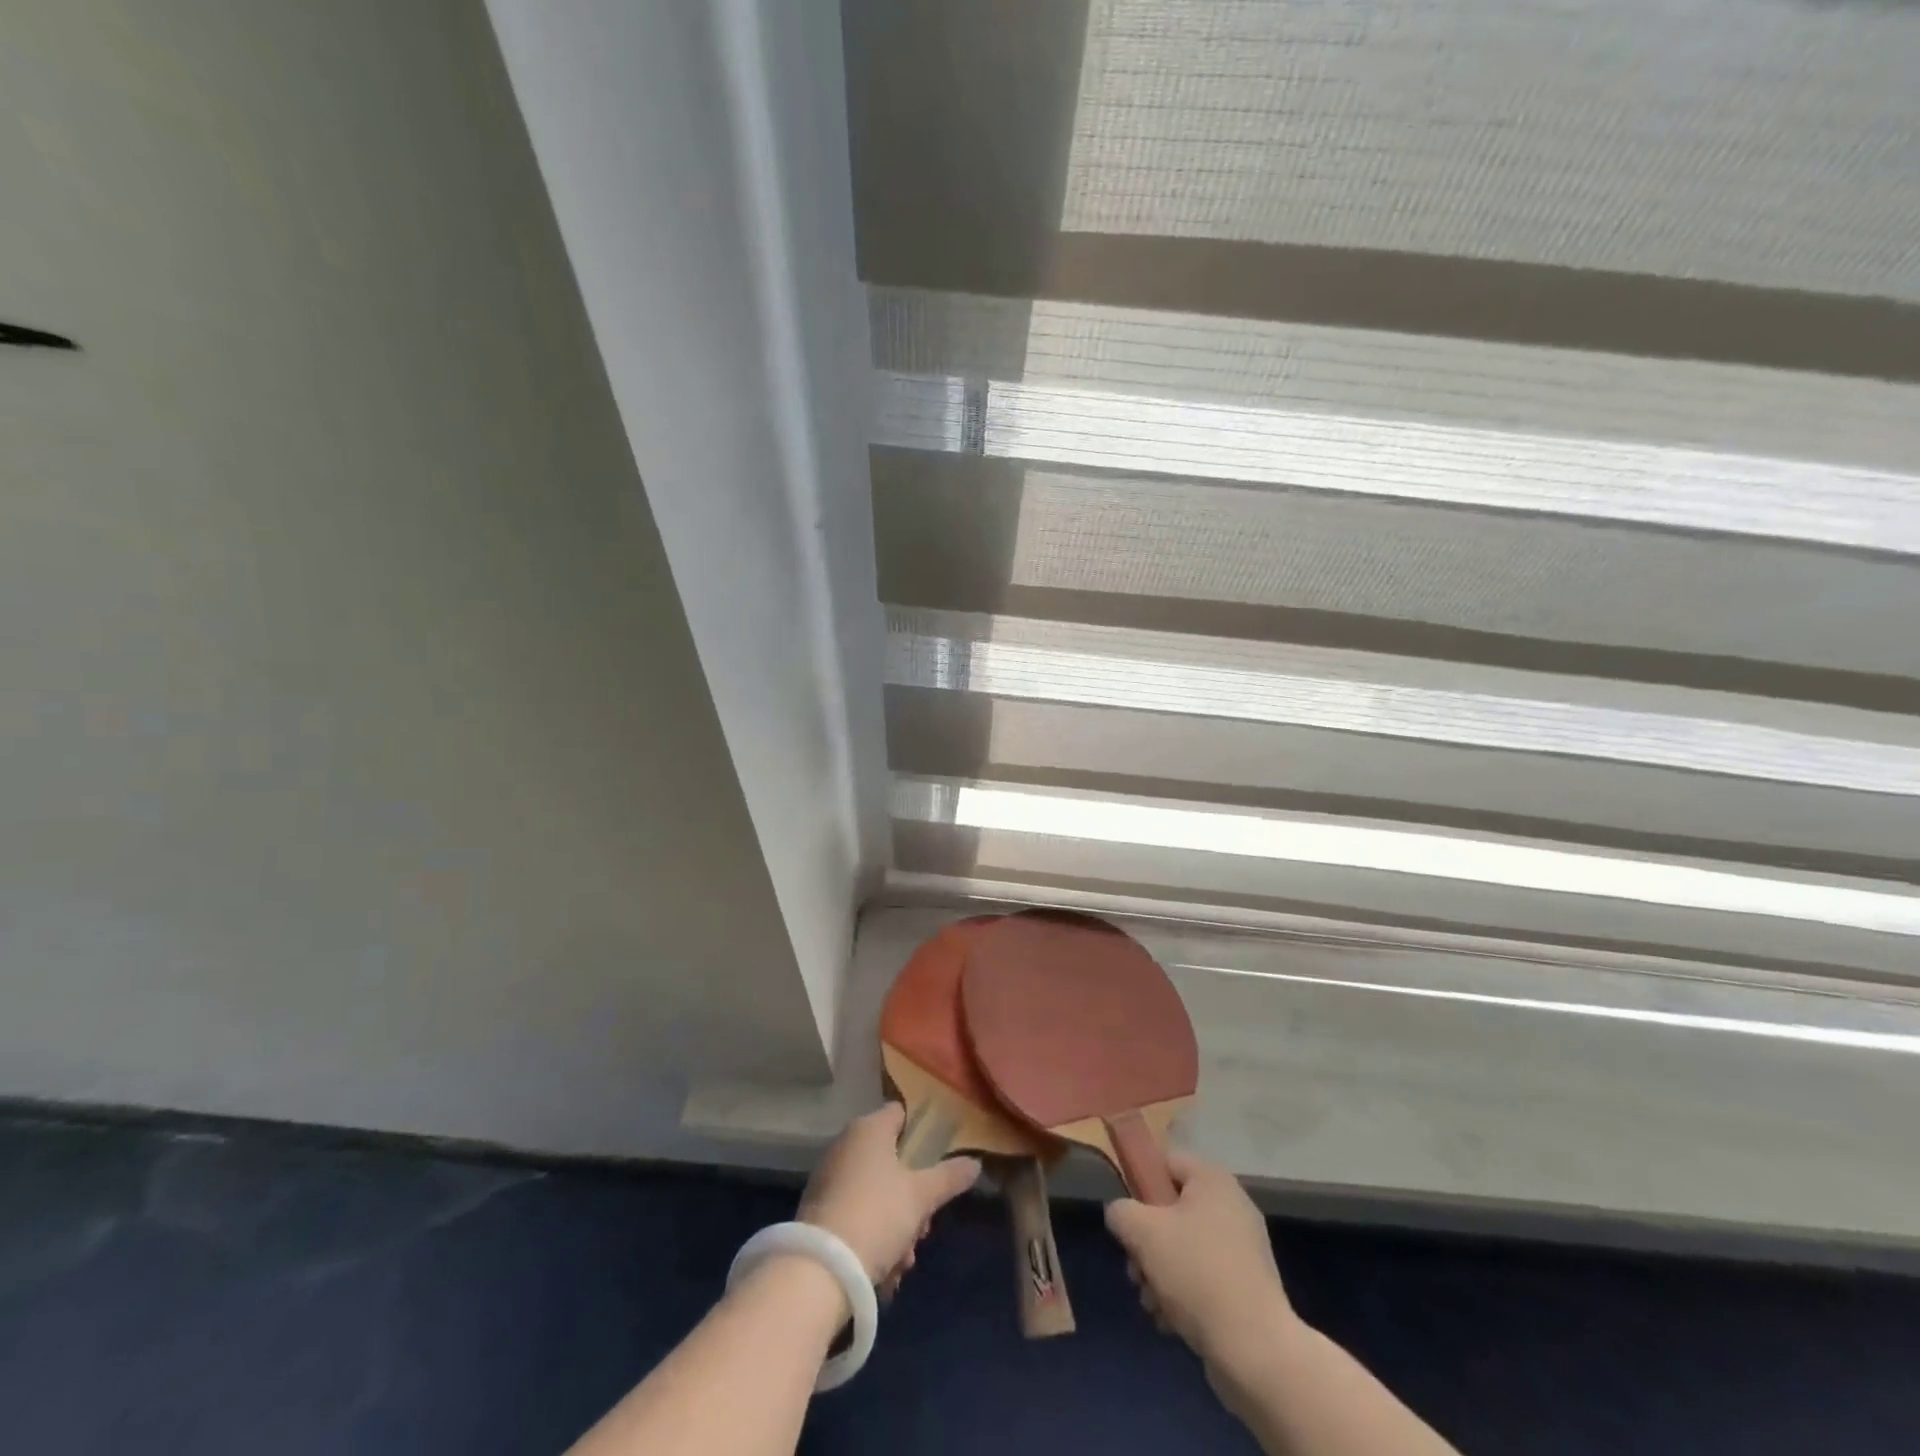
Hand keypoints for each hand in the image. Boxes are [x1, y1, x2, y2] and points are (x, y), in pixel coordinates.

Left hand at [799, 1104, 979, 1291]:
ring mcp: (830, 1178)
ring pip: (878, 1194)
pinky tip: (886, 1272)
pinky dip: (874, 1238)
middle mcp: (846, 1145)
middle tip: (924, 1227)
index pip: (901, 1114)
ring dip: (897, 1226)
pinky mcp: (820, 1211)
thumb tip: (976, 1163)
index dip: (922, 1134)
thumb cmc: (877, 1214)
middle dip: (913, 1197)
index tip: (939, 1162)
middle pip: (893, 1161)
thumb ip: (950, 1177)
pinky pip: (858, 1215)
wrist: (821, 1269)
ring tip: (904, 1261)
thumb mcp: (922, 1196)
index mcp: (869, 1128)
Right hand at [1105, 1151, 1294, 1373]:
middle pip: (1170, 1210)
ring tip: (1151, 1301)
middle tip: (1135, 1269)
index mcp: (1213, 1180)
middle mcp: (1231, 1206)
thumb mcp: (1144, 1233)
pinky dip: (1182, 1294)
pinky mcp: (1245, 1287)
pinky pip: (1202, 1276)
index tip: (1127, 1216)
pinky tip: (1170, 1320)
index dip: (1139, 1183)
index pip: (1165, 1162)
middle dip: (1146, 1242)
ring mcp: (1241, 1249)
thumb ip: (1121, 1212)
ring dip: (1158, 1273)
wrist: (1256, 1351)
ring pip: (1182, 1247)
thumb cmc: (1197, 1274)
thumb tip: (1120, 1214)